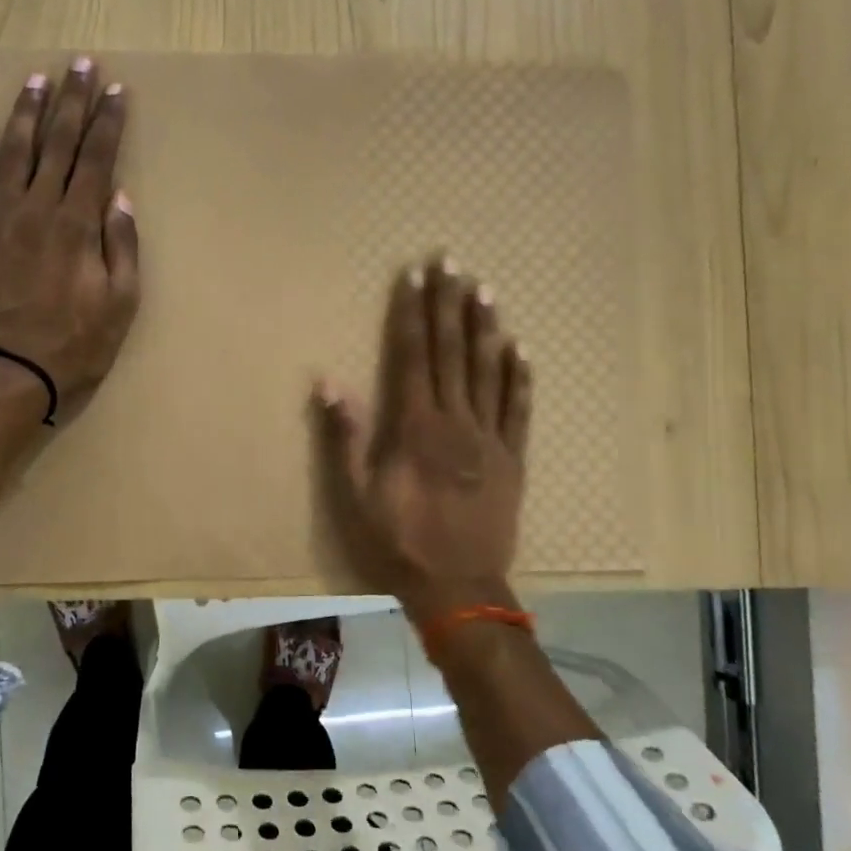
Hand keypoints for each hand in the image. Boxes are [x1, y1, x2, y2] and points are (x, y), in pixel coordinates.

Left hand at [0, 57, 141, 416]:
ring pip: (13, 153)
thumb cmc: (73, 345)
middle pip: (57, 144)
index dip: (109, 122)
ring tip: (37, 81)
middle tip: (81, 65)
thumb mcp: (121, 305)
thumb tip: (120, 197)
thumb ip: (122, 247)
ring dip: (26, 114)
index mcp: (77, 224)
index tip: (117, 90)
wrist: (6, 374)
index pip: (97, 159)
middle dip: (73, 101)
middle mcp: (37, 208)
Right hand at [314, 256, 531, 617]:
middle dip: (448, 304)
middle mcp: (455, 420)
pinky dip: (520, 377)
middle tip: (451, 261)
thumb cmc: (398, 542)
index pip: (412, 354)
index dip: (412, 312)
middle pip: (451, 351)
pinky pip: (519, 409)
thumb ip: (344, 438)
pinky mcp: (513, 459)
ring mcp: (489, 438)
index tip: (414, 275)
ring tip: (485, 290)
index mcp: (414, 426)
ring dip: (484, 328)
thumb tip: (329, 383)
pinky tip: (521, 348)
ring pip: (488, 371)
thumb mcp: (354, 496)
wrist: (459, 589)